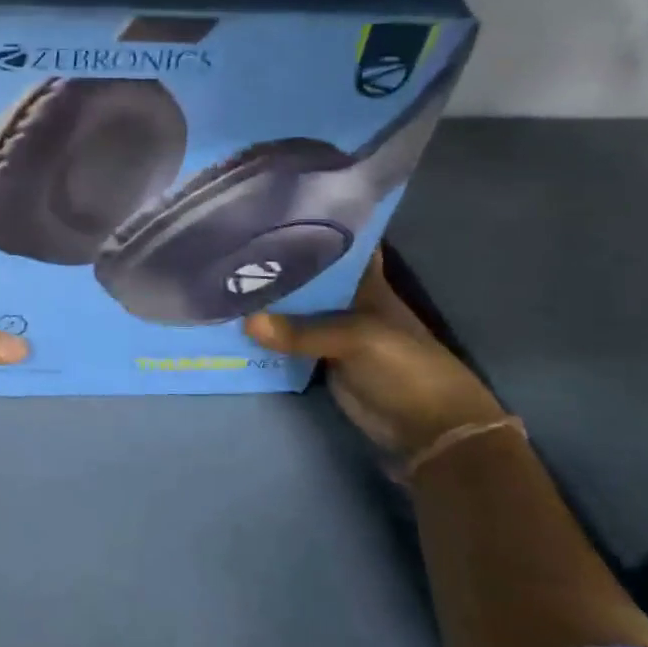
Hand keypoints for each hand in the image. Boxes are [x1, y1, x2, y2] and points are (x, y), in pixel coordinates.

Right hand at [243, 249, 504, 461]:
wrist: (430, 431)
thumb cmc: (405, 368)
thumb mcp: (357, 340)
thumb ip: (303, 331)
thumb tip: (246, 322)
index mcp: (364, 283)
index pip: (335, 246)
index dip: (308, 230)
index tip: (267, 214)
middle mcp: (345, 302)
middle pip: (305, 277)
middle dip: (272, 265)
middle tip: (225, 246)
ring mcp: (331, 333)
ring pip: (292, 310)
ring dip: (264, 302)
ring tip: (218, 279)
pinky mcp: (320, 362)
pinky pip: (287, 343)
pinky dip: (264, 336)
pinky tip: (232, 321)